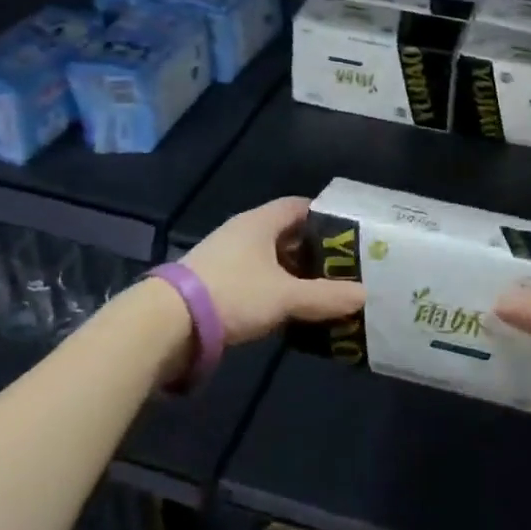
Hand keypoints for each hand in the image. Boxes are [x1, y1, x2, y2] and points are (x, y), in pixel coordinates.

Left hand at [181, 197, 365, 344]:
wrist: (166, 323)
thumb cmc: (232, 294)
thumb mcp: (285, 296)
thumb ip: (325, 296)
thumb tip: (364, 295)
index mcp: (260, 222)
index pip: (300, 206)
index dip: (326, 216)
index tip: (350, 233)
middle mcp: (243, 231)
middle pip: (285, 233)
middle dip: (313, 249)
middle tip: (342, 266)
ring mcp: (225, 256)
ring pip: (269, 258)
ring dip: (292, 271)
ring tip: (321, 290)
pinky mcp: (213, 282)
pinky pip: (254, 277)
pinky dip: (273, 287)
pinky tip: (287, 307)